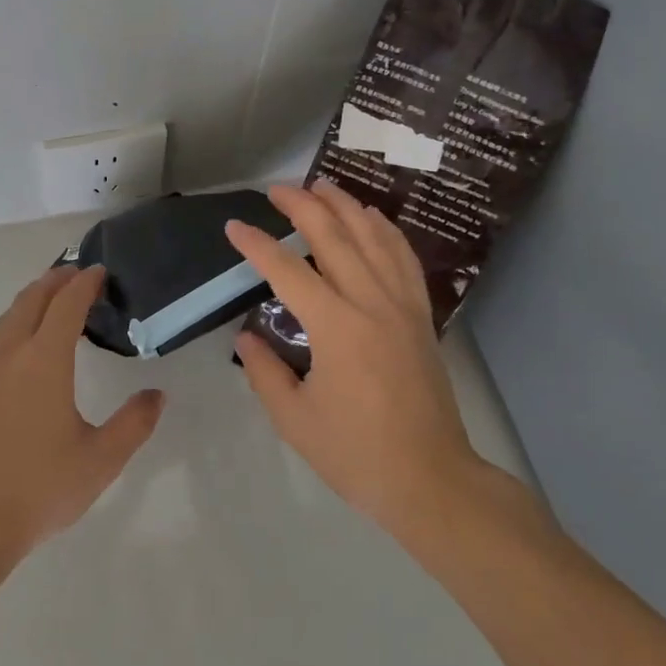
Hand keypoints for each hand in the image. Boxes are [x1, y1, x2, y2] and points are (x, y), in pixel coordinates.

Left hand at [0, 264, 164, 566]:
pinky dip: (15, 323)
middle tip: (76, 274)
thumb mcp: (102, 459)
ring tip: (50, 298)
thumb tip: (156, 395)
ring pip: (8, 318)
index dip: (84, 283)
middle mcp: (10, 356)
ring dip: (31, 299)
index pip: (66, 306)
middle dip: (54, 281)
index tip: (99, 271)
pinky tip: (23, 344)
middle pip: (31, 300)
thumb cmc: (42, 488)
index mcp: (44, 362)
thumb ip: (134, 423)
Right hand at [229, 181, 497, 542]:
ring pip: (375, 238)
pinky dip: (385, 231)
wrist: (431, 480)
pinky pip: (404, 259)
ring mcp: (402, 306)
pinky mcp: (421, 316)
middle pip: (335, 236)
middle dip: (303, 205)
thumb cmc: (355, 453)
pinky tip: (373, 219)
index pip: (288, 270)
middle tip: (276, 188)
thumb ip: (264, 370)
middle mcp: (371, 303)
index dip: (257, 245)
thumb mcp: (293, 419)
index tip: (234, 227)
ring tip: (322, 186)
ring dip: (346, 206)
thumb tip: (248, 334)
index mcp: (336, 328)